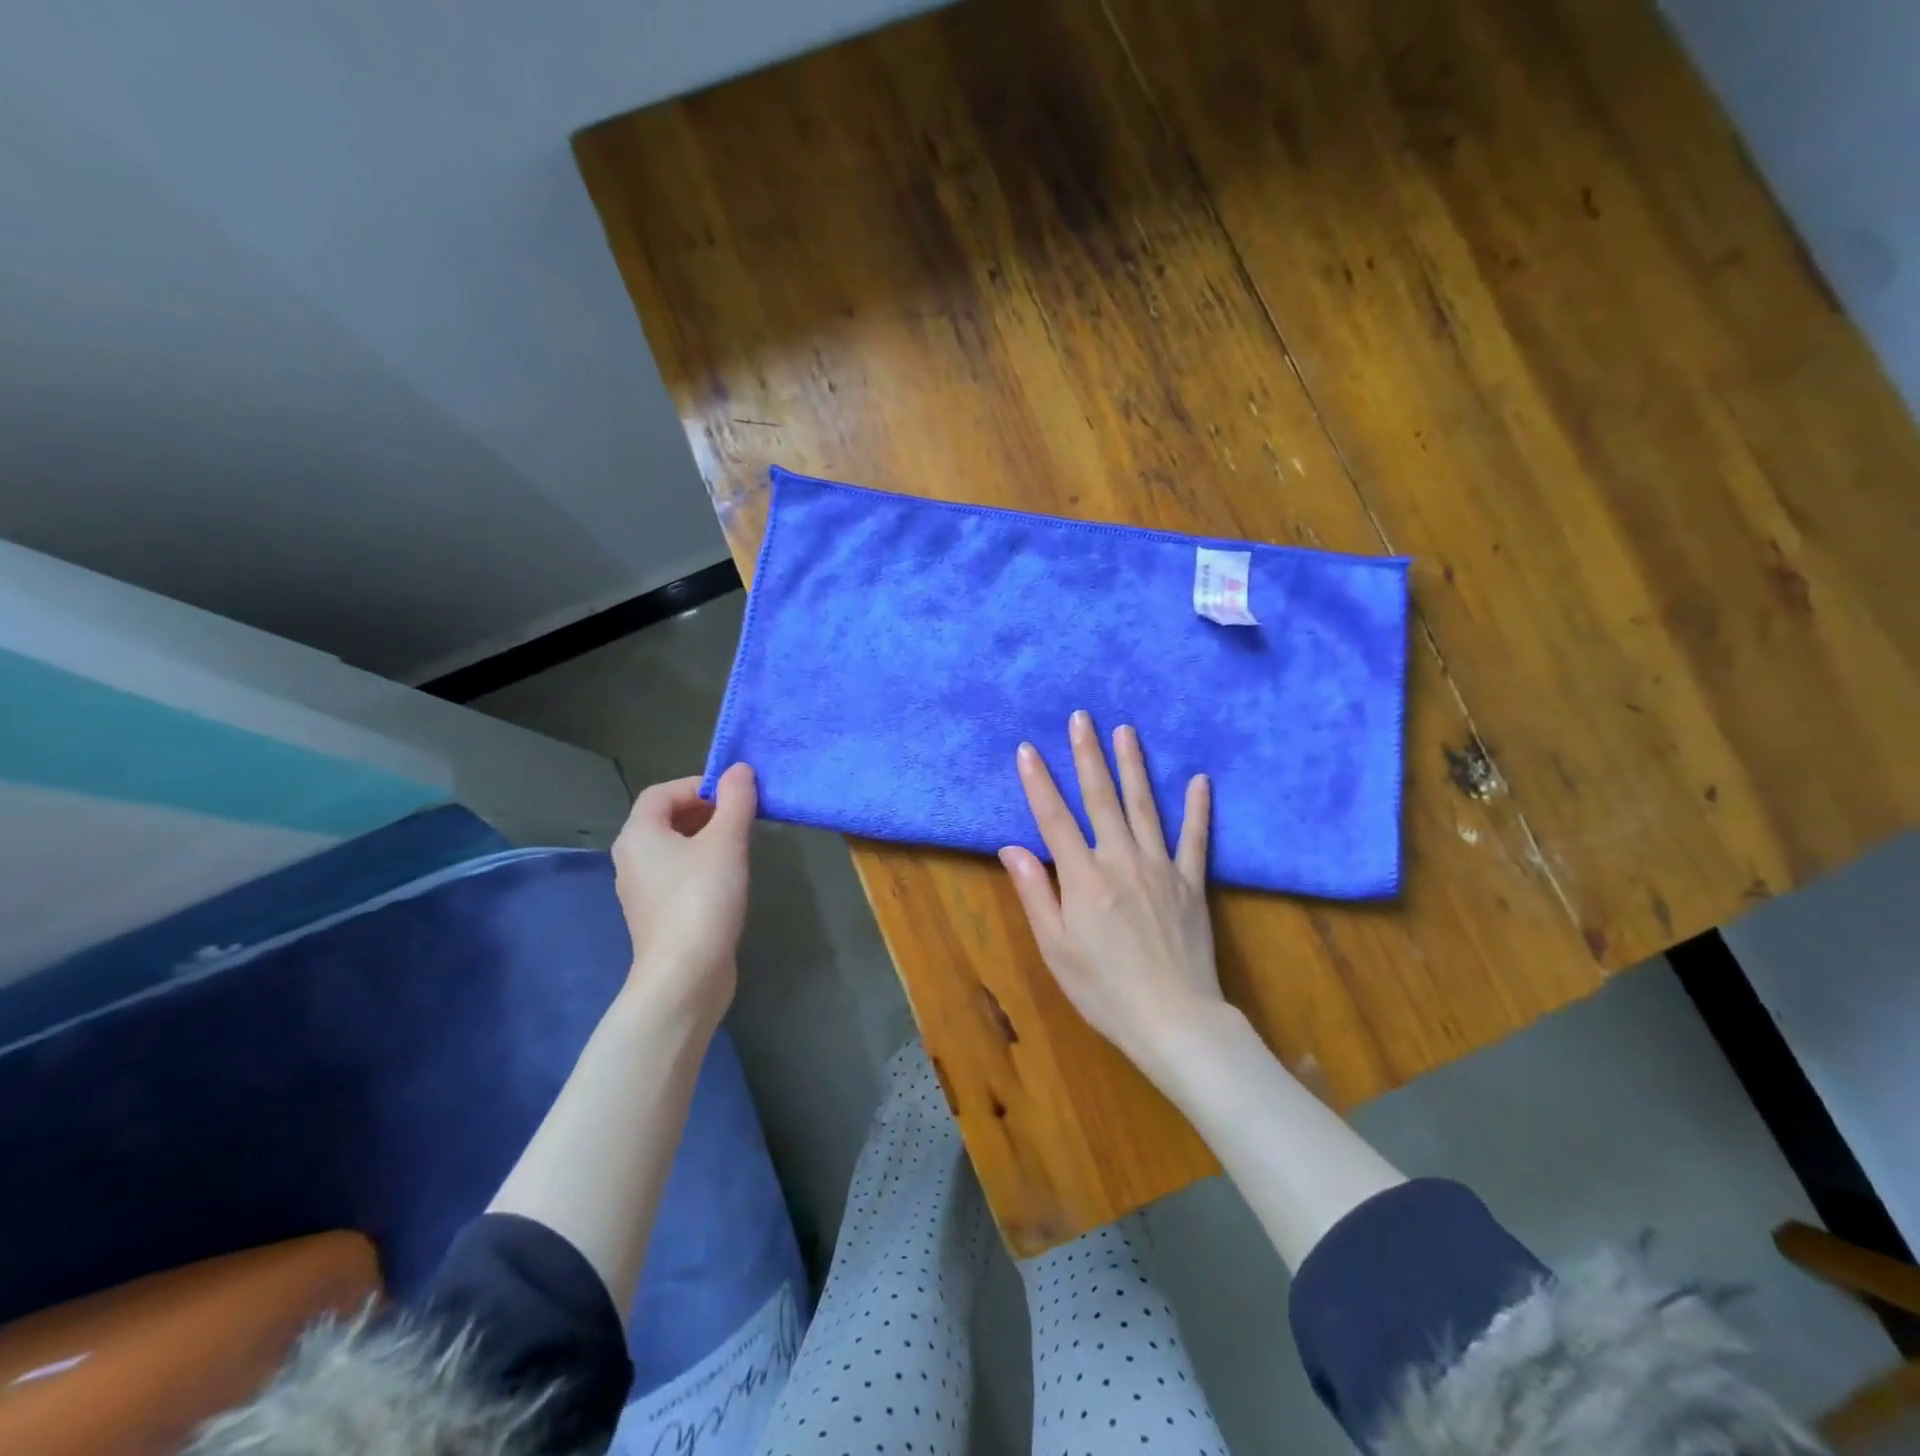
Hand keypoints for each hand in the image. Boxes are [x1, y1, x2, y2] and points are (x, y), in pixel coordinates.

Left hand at [612, 764, 755, 1027]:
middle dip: (705, 811)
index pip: (662, 792)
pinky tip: (728, 879)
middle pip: (666, 819)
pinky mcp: (657, 915)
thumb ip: (736, 800)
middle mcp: (631, 858)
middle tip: (741, 816)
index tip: (735, 794)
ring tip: (740, 844)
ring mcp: (641, 890)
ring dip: (705, 838)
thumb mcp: (726, 841)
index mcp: (638, 835)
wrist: (685, 975)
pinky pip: (677, 874)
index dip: (698, 785)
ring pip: (673, 848)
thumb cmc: (703, 898)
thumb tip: (740, 770)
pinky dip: (701, 865)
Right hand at [999, 712, 1224, 1082]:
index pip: (1055, 819)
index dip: (1039, 783)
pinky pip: (1195, 838)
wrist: (1174, 1020)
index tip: (1028, 749)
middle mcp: (1121, 860)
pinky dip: (1198, 808)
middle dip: (1088, 756)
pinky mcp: (1191, 883)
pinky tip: (1199, 780)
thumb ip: (1035, 893)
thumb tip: (1012, 848)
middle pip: (1101, 799)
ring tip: (1126, 731)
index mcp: (1084, 878)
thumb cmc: (1104, 989)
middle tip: (1082, 718)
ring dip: (1134, 767)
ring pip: (1145, 807)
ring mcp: (1161, 868)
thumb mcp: (1056, 948)